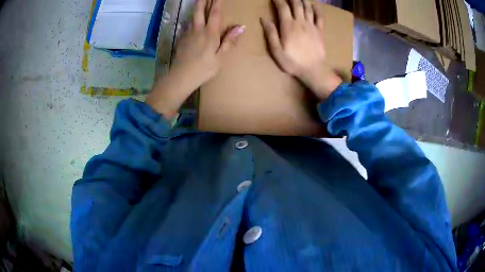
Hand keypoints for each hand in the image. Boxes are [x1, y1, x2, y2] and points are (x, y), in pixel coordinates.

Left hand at [146, 0, 244, 117]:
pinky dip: (190, 20)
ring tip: (198, 3)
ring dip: (196, 9)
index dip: (216, 3)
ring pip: (192, 18)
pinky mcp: (181, 40)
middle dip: (203, 1)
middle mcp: (198, 30)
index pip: (214, 14)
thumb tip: (241, 27)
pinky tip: (190, 21)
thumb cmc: (203, 69)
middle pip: (199, 12)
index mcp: (210, 34)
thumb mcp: (220, 57)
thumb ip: (229, 41)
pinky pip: (186, 26)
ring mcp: (187, 34)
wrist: (181, 77)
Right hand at [261, 0, 341, 99]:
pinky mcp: (320, 31)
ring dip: (303, 0)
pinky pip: (320, 17)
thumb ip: (271, 34)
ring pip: (308, 8)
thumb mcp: (276, 51)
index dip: (278, 0)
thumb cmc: (293, 62)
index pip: (283, 7)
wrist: (313, 70)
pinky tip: (314, 4)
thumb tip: (264, 19)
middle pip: (296, 4)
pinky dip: (317, 9)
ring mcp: (312, 26)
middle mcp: (300, 22)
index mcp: (288, 26)